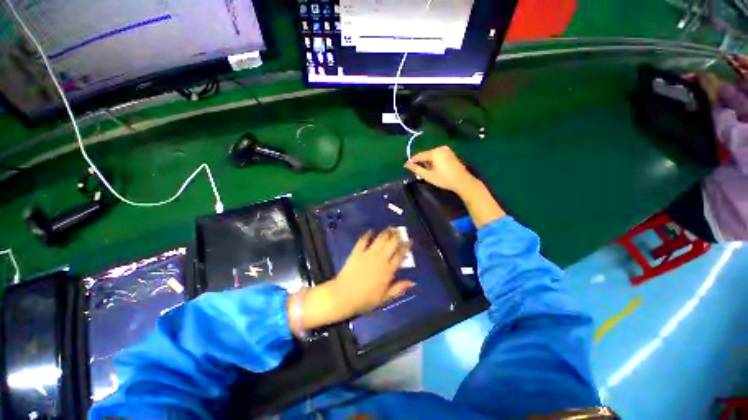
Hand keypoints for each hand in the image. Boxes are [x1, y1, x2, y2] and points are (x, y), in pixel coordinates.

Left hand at [290, 228, 414, 333]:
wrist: (344, 296)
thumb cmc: (366, 299)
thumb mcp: (385, 298)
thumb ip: (399, 288)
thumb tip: (413, 282)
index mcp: (388, 270)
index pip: (400, 255)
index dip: (406, 246)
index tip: (409, 240)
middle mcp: (380, 259)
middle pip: (391, 243)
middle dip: (397, 236)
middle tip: (400, 231)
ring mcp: (368, 254)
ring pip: (380, 239)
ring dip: (386, 232)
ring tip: (390, 228)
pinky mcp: (357, 252)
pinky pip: (363, 240)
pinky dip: (367, 235)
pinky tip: (370, 231)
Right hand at [405, 145, 505, 227]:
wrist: (463, 181)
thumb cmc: (444, 179)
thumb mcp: (428, 176)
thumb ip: (416, 169)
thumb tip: (406, 165)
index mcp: (435, 152)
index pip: (420, 155)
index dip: (412, 161)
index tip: (406, 166)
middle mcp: (440, 148)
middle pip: (426, 155)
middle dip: (421, 162)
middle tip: (418, 171)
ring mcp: (447, 150)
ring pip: (432, 155)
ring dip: (427, 162)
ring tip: (426, 172)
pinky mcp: (450, 154)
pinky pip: (438, 156)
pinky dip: (434, 161)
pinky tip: (434, 169)